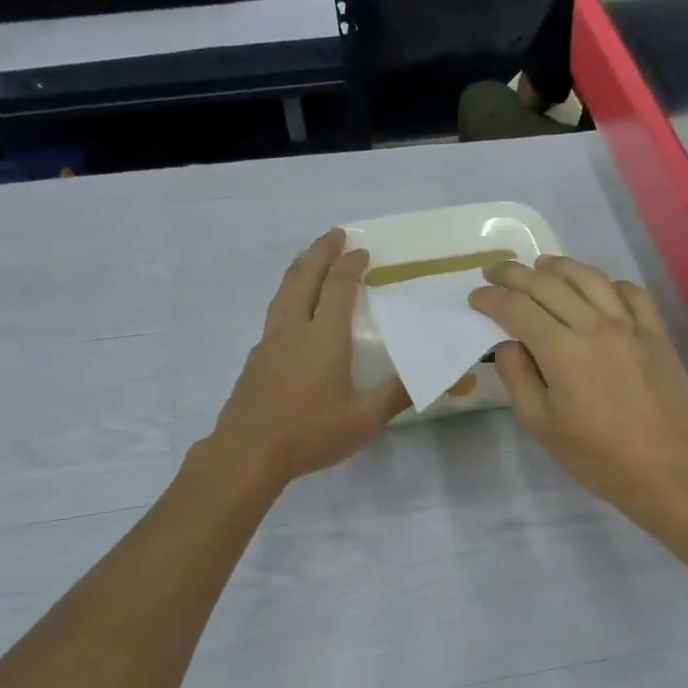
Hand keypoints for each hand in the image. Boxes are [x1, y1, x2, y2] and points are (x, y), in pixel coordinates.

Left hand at [207, 230, 409, 488]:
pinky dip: (287, 296)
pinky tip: (290, 311)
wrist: (248, 453)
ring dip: (299, 269)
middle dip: (321, 252)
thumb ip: (398, 394)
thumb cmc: (310, 434)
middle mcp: (294, 329)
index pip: (339, 287)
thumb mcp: (364, 420)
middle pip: (304, 277)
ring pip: (283, 292)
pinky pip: (274, 313)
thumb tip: (439, 376)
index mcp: (324, 337)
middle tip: (334, 235)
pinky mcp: (255, 359)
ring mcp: (269, 342)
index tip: (363, 250)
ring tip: (309, 259)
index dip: (351, 265)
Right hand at [470, 255, 687, 513]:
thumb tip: (508, 344)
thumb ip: (518, 378)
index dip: (492, 300)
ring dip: (559, 266)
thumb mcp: (540, 425)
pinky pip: (631, 293)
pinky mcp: (656, 334)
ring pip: (590, 279)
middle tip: (494, 272)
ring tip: (540, 265)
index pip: (518, 310)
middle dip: (515, 274)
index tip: (476, 298)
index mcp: (563, 351)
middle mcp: (596, 327)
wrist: (661, 468)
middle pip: (549, 285)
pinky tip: (596, 288)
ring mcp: (631, 327)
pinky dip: (608, 284)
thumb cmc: (594, 455)